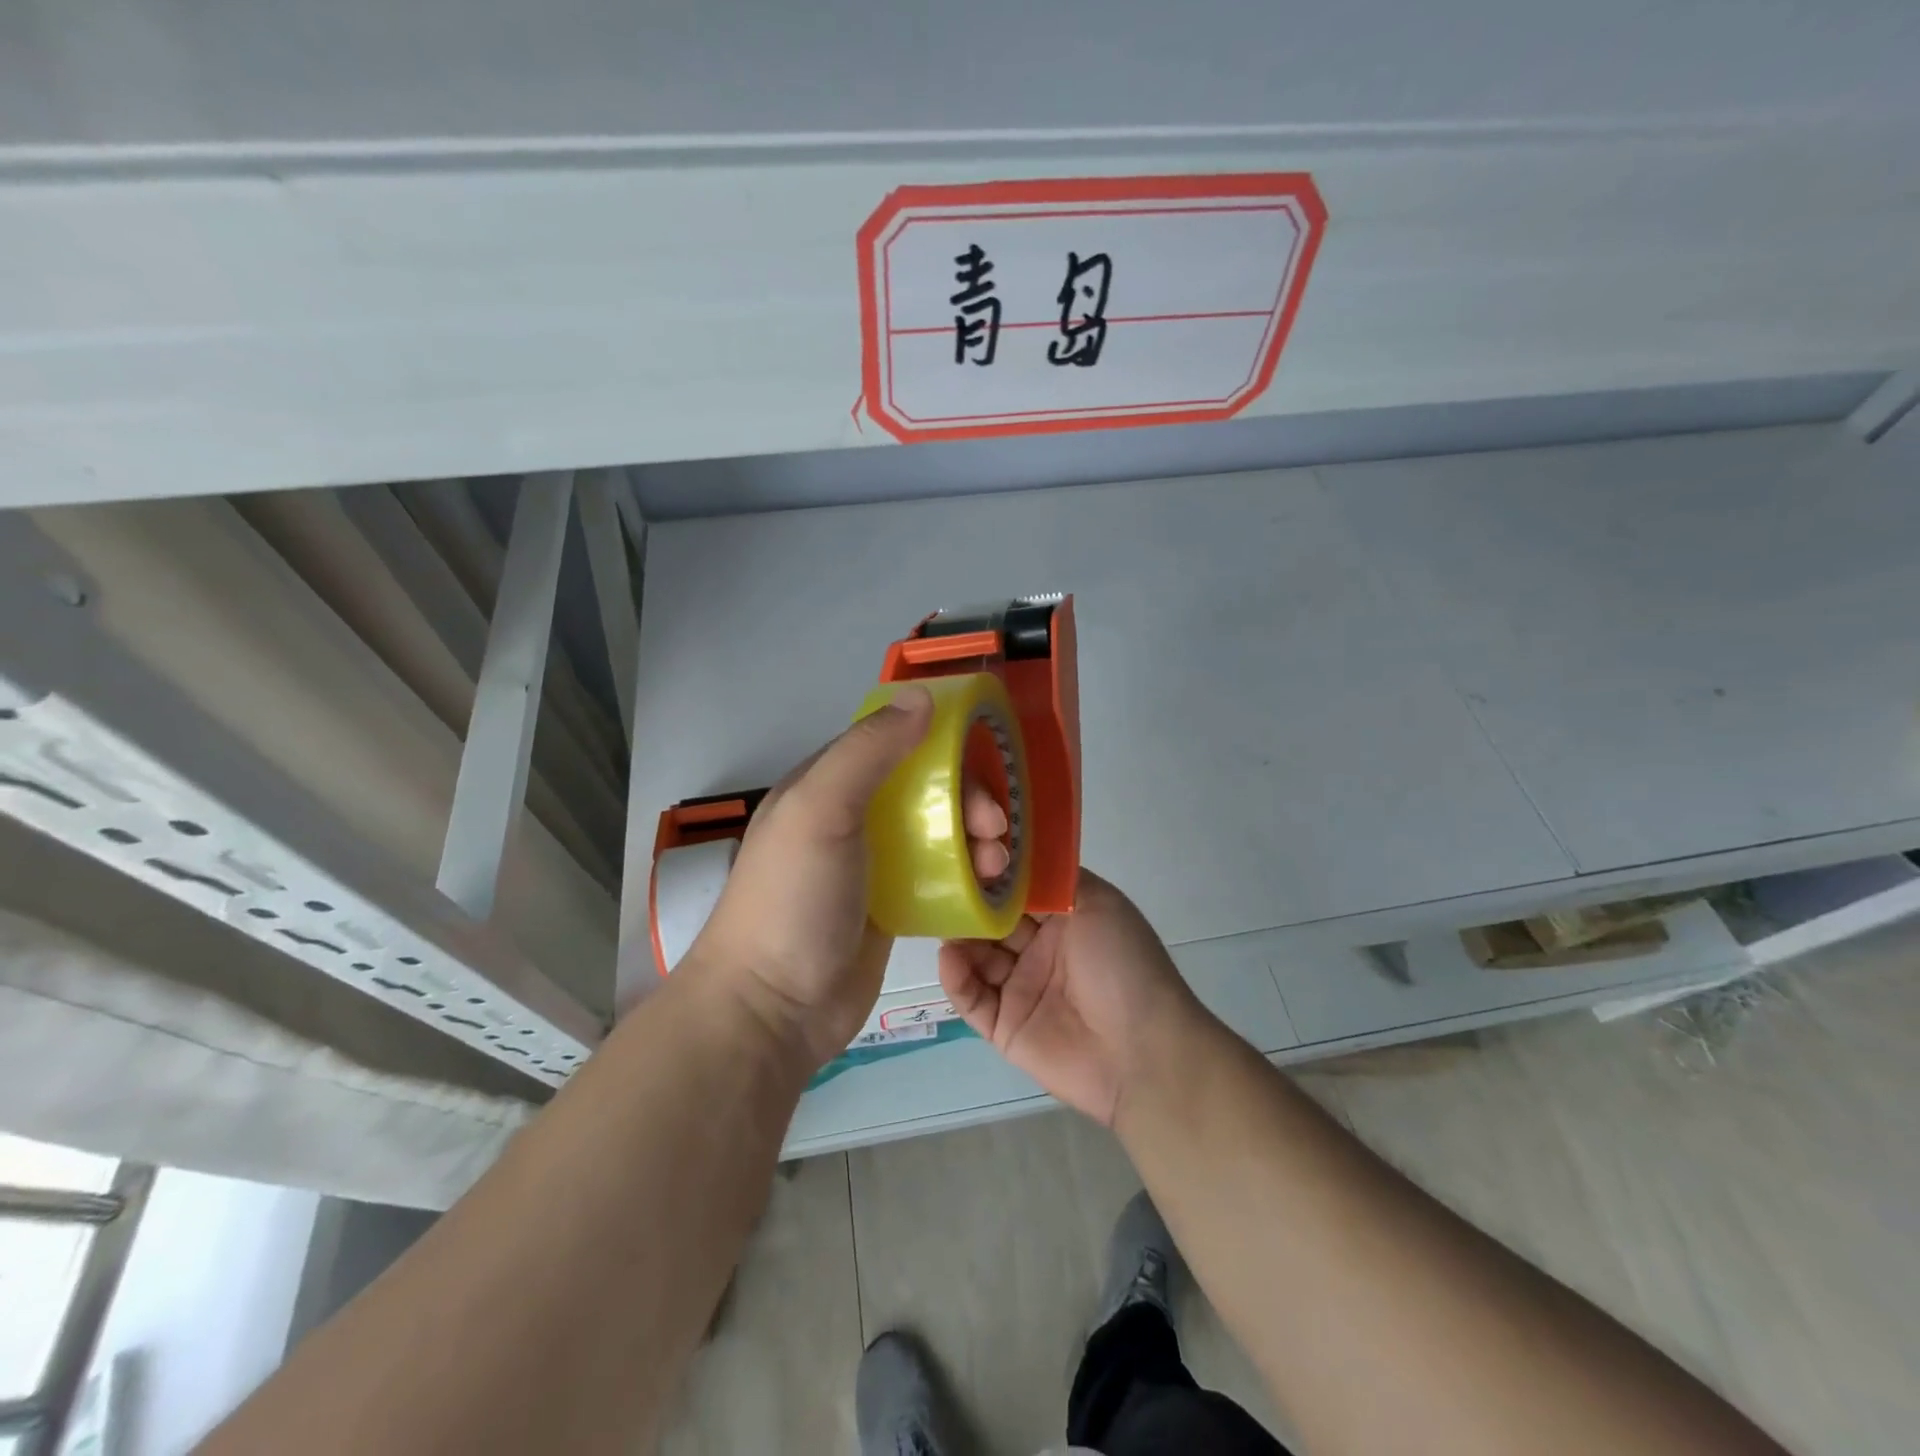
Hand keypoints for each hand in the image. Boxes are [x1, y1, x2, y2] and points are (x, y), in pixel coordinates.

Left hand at [688, 686, 1013, 1068]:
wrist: (774, 1009)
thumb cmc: (794, 900)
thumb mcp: (821, 811)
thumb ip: (868, 751)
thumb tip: (921, 696)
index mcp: (825, 784)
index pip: (891, 741)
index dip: (938, 741)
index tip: (982, 758)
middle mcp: (850, 818)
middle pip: (923, 787)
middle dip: (966, 797)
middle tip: (994, 826)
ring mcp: (871, 865)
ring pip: (936, 831)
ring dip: (973, 837)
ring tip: (997, 863)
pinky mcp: (892, 906)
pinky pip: (938, 875)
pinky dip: (967, 872)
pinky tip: (991, 884)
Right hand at [938, 870, 1207, 1125]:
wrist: (1142, 1051)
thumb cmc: (1122, 964)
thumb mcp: (1100, 903)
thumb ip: (1054, 879)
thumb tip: (1013, 859)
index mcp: (1064, 920)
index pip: (1019, 892)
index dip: (994, 875)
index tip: (967, 855)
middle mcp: (1040, 951)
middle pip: (992, 922)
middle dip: (969, 905)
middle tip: (942, 887)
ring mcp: (1020, 989)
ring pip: (977, 958)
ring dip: (959, 939)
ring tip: (939, 919)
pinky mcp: (1004, 1027)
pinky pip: (972, 1000)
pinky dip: (956, 978)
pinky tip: (949, 957)